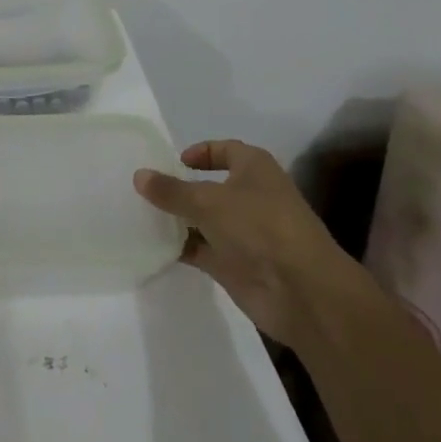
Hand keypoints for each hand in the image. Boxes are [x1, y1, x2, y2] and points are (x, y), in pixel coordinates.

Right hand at [135, 140, 357, 346]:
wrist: (301, 291)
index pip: (226, 150)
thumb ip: (171, 190)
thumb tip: (139, 175)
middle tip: (145, 189)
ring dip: (178, 219)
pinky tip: (152, 246)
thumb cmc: (259, 227)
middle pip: (211, 186)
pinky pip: (201, 250)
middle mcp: (251, 197)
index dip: (201, 152)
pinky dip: (181, 247)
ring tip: (140, 215)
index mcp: (255, 169)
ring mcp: (244, 233)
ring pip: (204, 220)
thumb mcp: (208, 201)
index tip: (173, 162)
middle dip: (181, 188)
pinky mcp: (235, 264)